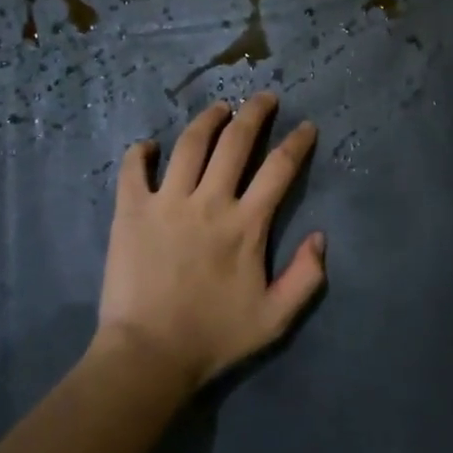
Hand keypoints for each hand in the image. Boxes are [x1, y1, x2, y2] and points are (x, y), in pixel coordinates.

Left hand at [96, 93, 325, 391]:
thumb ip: (306, 277)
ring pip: (190, 144)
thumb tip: (320, 236)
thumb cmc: (214, 337)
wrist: (148, 355)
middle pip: (236, 142)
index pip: (279, 169)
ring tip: (220, 108)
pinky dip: (140, 152)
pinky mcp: (131, 211)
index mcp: (246, 224)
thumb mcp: (275, 318)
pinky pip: (133, 169)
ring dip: (209, 119)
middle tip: (264, 97)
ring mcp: (167, 202)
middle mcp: (209, 202)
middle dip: (255, 112)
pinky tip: (149, 145)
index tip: (305, 126)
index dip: (296, 143)